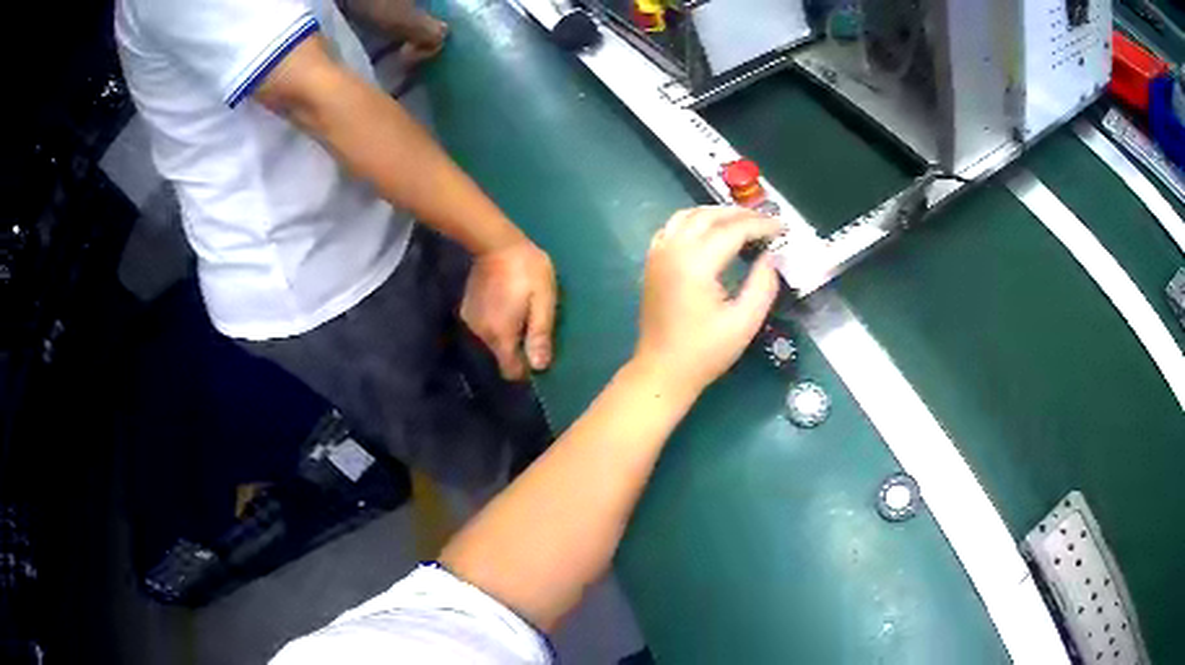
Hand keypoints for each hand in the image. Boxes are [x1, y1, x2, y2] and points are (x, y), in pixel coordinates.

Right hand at [461, 240, 557, 380]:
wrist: (496, 242)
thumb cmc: (526, 270)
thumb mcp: (543, 300)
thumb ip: (540, 334)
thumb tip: (539, 367)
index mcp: (501, 335)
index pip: (510, 371)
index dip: (525, 369)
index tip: (537, 355)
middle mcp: (482, 335)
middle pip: (502, 356)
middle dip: (518, 349)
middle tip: (532, 325)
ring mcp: (471, 322)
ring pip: (493, 342)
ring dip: (507, 334)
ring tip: (520, 312)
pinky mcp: (467, 310)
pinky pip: (486, 328)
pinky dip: (496, 323)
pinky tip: (505, 304)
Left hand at [634, 207, 781, 392]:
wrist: (662, 370)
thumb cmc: (705, 352)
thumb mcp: (744, 322)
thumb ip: (763, 284)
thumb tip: (771, 255)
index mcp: (696, 263)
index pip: (733, 229)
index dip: (761, 225)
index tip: (783, 228)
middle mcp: (673, 249)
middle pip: (709, 215)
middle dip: (741, 214)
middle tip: (768, 223)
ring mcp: (658, 253)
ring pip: (688, 215)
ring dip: (717, 214)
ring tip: (744, 223)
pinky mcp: (652, 262)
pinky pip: (673, 227)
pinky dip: (695, 222)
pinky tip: (711, 233)